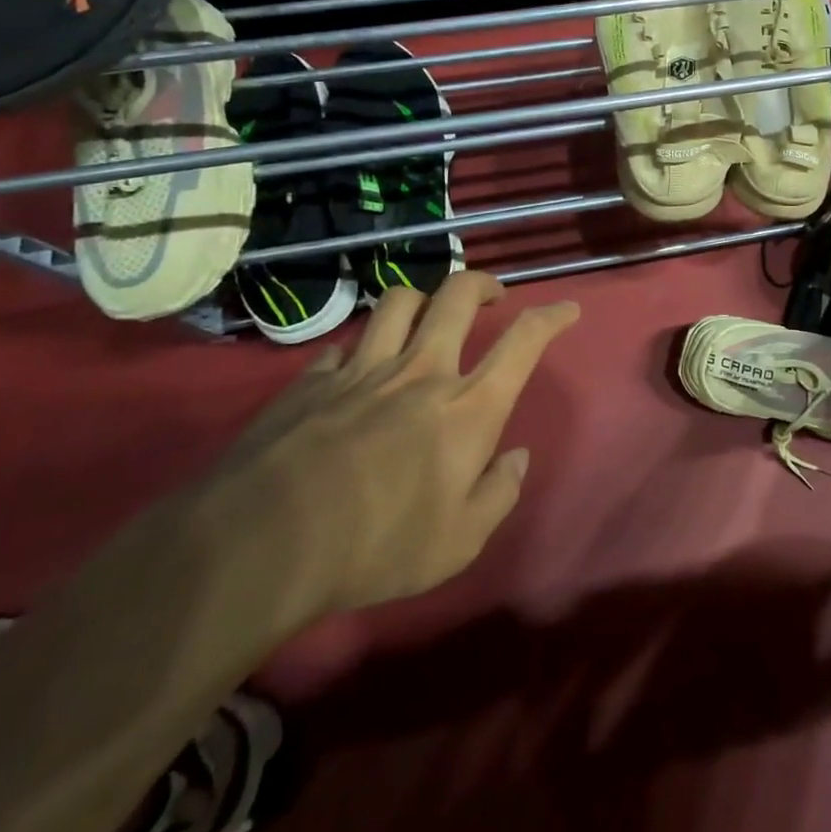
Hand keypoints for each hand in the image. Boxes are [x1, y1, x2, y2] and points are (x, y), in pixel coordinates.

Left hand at [214, 271, 578, 617]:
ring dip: (422, 299)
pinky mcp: (313, 379)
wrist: (263, 543)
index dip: (551, 317)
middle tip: (491, 296)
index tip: (567, 308)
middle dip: (482, 284)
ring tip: (426, 316)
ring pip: (400, 301)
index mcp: (468, 407)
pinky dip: (360, 349)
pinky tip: (355, 369)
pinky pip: (345, 344)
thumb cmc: (377, 546)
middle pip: (458, 295)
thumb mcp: (459, 542)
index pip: (524, 342)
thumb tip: (516, 458)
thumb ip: (498, 494)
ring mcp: (364, 369)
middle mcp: (422, 371)